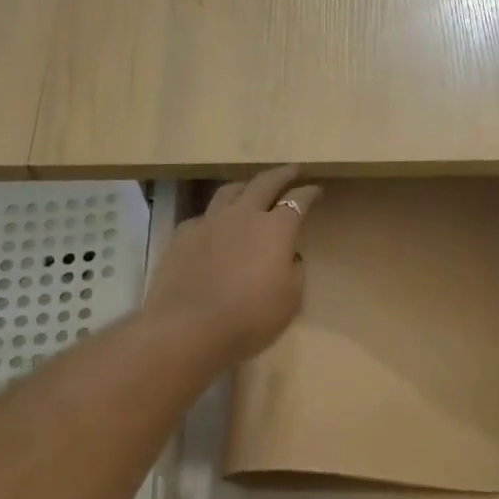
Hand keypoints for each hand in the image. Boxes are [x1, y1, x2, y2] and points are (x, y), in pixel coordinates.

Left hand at [144, 165, 321, 366]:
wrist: (188, 328)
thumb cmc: (250, 318)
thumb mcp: (290, 301)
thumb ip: (294, 271)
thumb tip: (289, 256)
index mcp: (275, 229)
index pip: (298, 201)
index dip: (309, 193)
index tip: (316, 190)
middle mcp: (243, 215)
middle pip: (264, 183)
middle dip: (281, 175)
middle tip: (292, 170)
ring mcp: (208, 222)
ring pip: (229, 191)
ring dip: (246, 186)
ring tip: (251, 188)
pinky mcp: (182, 236)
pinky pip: (203, 216)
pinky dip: (216, 216)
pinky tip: (216, 226)